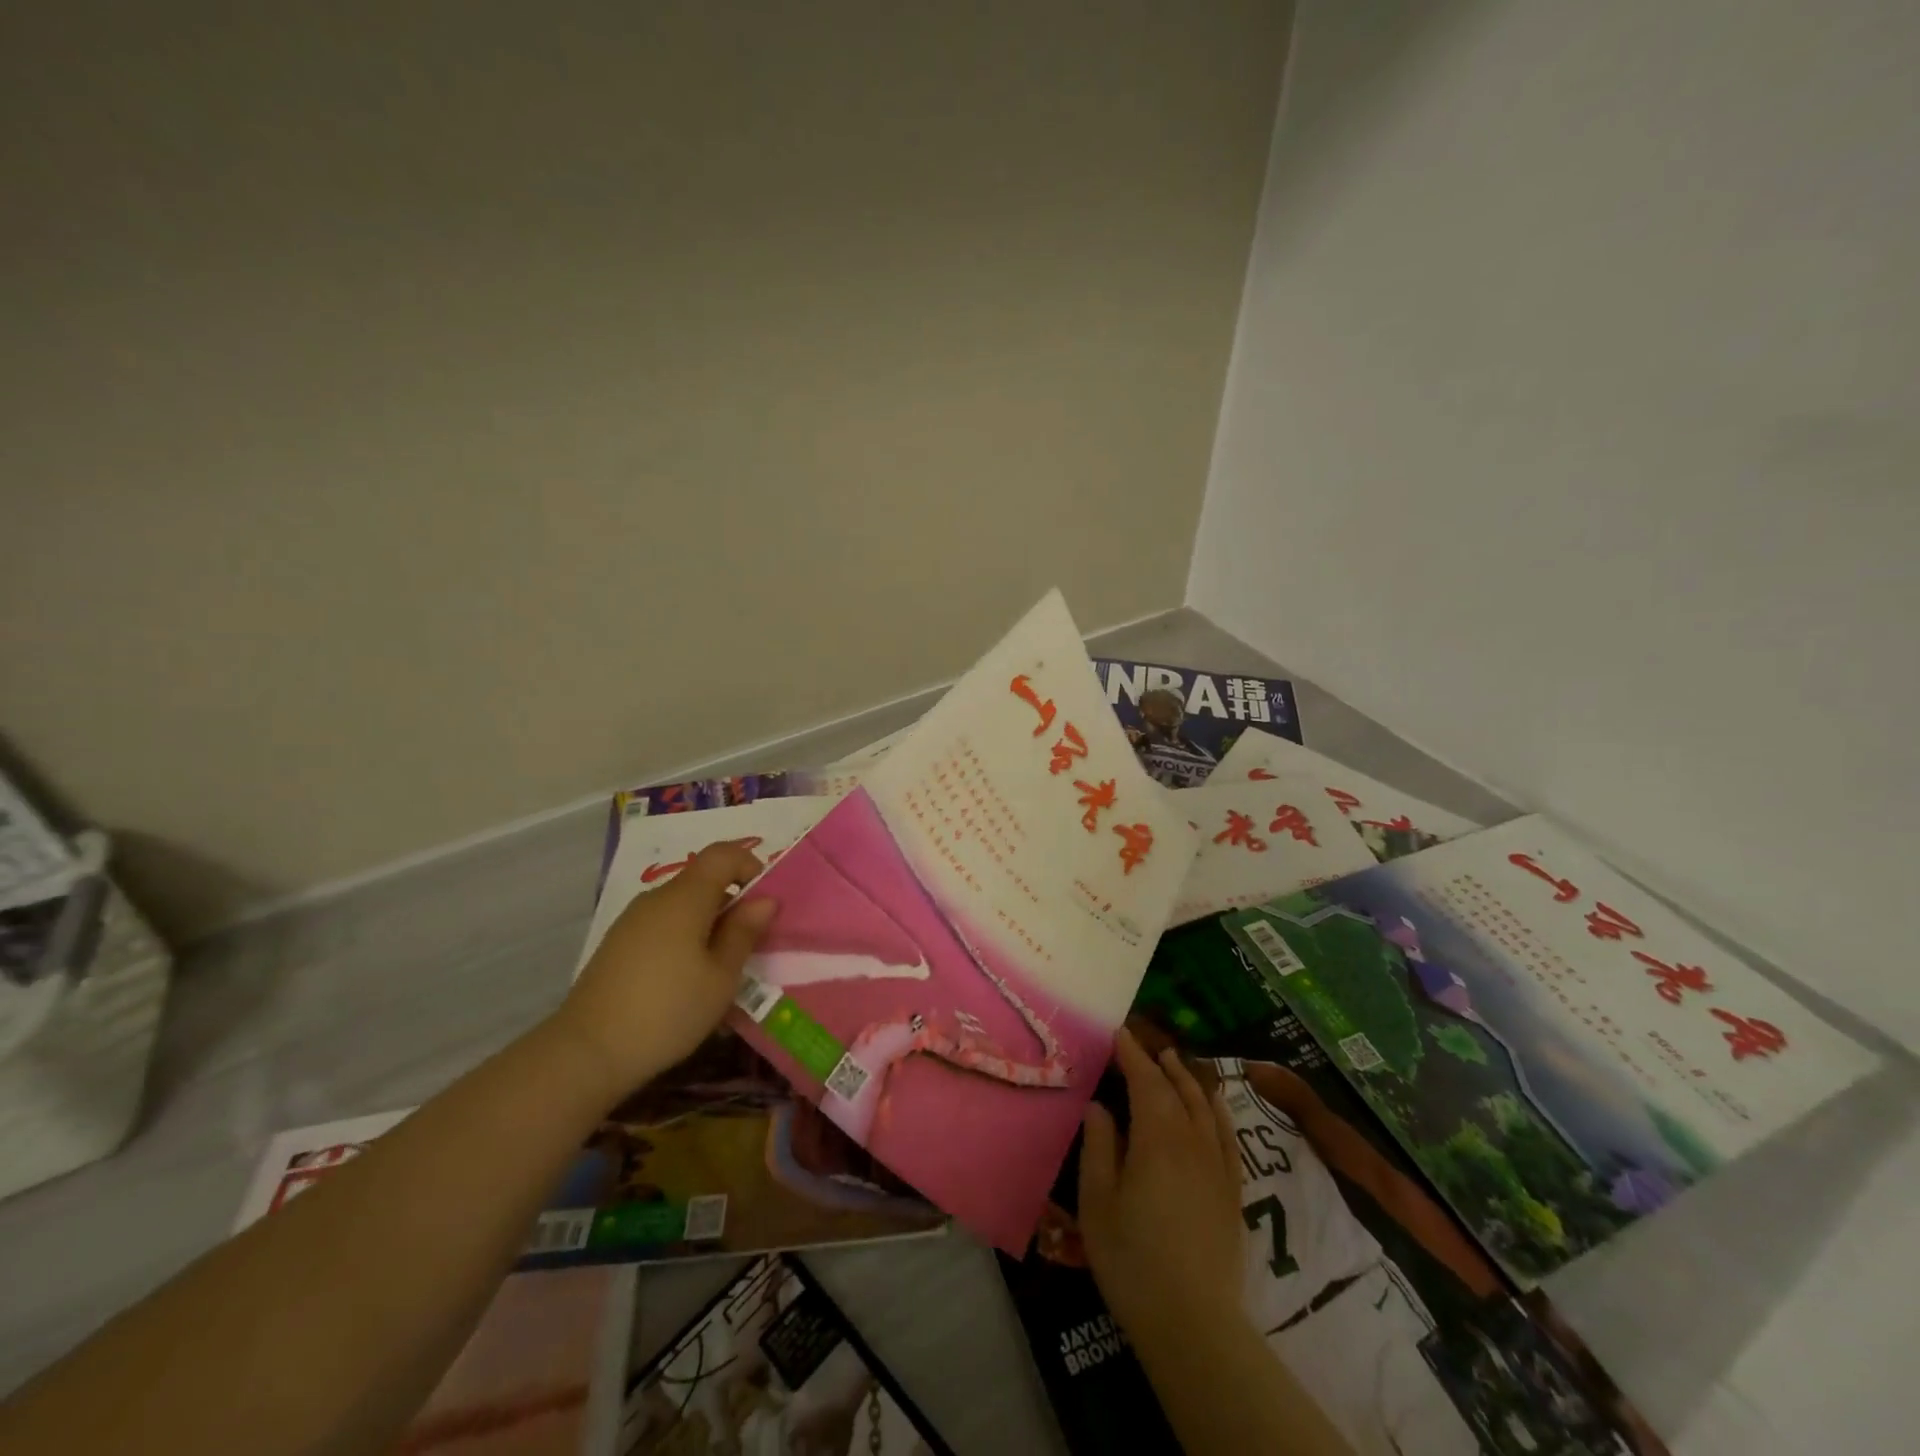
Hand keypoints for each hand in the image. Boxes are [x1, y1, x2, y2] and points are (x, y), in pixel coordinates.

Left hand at [554, 842, 776, 1098]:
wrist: (586, 1053)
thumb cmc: (668, 1010)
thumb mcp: (721, 977)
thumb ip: (744, 932)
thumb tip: (764, 900)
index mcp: (685, 897)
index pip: (722, 854)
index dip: (750, 866)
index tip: (763, 903)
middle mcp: (656, 899)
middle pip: (702, 881)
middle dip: (732, 903)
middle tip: (749, 945)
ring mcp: (632, 922)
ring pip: (682, 906)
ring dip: (709, 925)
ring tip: (719, 971)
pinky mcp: (617, 945)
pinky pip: (662, 927)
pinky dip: (684, 940)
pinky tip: (685, 982)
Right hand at [1077, 1030, 1245, 1339]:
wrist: (1194, 1323)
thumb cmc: (1132, 1259)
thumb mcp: (1098, 1201)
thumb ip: (1099, 1146)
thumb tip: (1100, 1106)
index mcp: (1157, 1138)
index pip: (1146, 1081)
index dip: (1132, 1054)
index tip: (1119, 1033)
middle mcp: (1192, 1141)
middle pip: (1177, 1089)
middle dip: (1159, 1063)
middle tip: (1143, 1044)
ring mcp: (1218, 1165)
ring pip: (1205, 1107)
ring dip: (1189, 1079)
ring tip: (1175, 1062)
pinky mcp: (1233, 1191)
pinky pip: (1227, 1135)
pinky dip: (1217, 1110)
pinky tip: (1213, 1106)